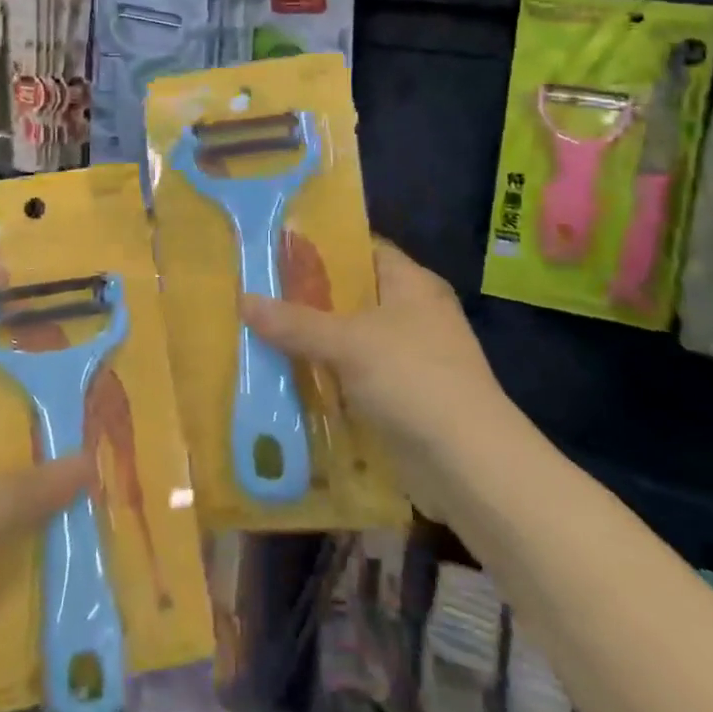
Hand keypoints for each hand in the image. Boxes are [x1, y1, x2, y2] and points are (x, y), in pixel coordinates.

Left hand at [0, 435, 91, 711]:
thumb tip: (88, 458)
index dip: (2, 418)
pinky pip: (2, 569)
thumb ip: (24, 490)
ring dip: (39, 518)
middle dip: (34, 470)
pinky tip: (75, 549)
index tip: (55, 409)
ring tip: (95, 495)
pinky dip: (32, 562)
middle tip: (89, 452)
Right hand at [241, 238, 510, 524]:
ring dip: (314, 344)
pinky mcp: (403, 398)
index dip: (323, 247)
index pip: (362, 248)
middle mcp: (413, 313)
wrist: (470, 464)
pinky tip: (287, 382)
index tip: (277, 250)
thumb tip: (243, 300)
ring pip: (351, 341)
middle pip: (352, 296)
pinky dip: (328, 380)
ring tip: (259, 336)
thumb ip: (295, 322)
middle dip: (308, 300)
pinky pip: (355, 378)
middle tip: (256, 295)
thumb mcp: (348, 342)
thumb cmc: (413, 378)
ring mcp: (410, 358)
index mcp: (411, 283)